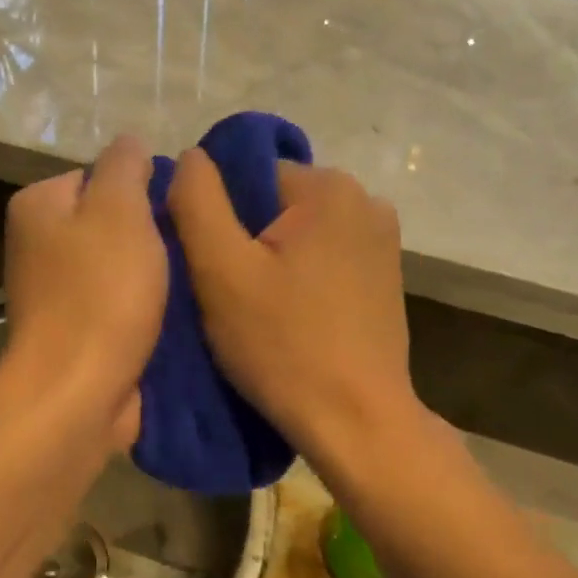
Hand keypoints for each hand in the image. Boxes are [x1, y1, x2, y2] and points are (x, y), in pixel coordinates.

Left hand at [0, 135, 167, 448]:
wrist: (78, 392)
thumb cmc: (101, 293)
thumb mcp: (120, 210)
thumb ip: (126, 165)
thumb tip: (130, 143)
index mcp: (39, 205)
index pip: (99, 174)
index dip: (142, 190)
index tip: (173, 215)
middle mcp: (37, 244)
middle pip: (110, 222)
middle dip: (149, 235)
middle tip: (185, 250)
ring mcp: (54, 292)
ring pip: (118, 265)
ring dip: (152, 274)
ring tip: (185, 283)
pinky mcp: (75, 331)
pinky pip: (118, 303)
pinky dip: (142, 308)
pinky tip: (171, 315)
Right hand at [168, 151, 417, 467]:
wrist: (358, 422)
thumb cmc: (284, 346)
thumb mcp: (221, 271)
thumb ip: (196, 201)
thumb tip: (191, 156)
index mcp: (329, 187)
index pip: (248, 176)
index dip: (217, 218)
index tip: (208, 269)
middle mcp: (366, 200)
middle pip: (275, 203)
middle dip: (245, 240)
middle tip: (226, 296)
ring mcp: (382, 240)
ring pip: (298, 234)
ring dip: (271, 262)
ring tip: (255, 312)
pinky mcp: (385, 277)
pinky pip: (324, 259)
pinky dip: (300, 279)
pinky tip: (290, 319)